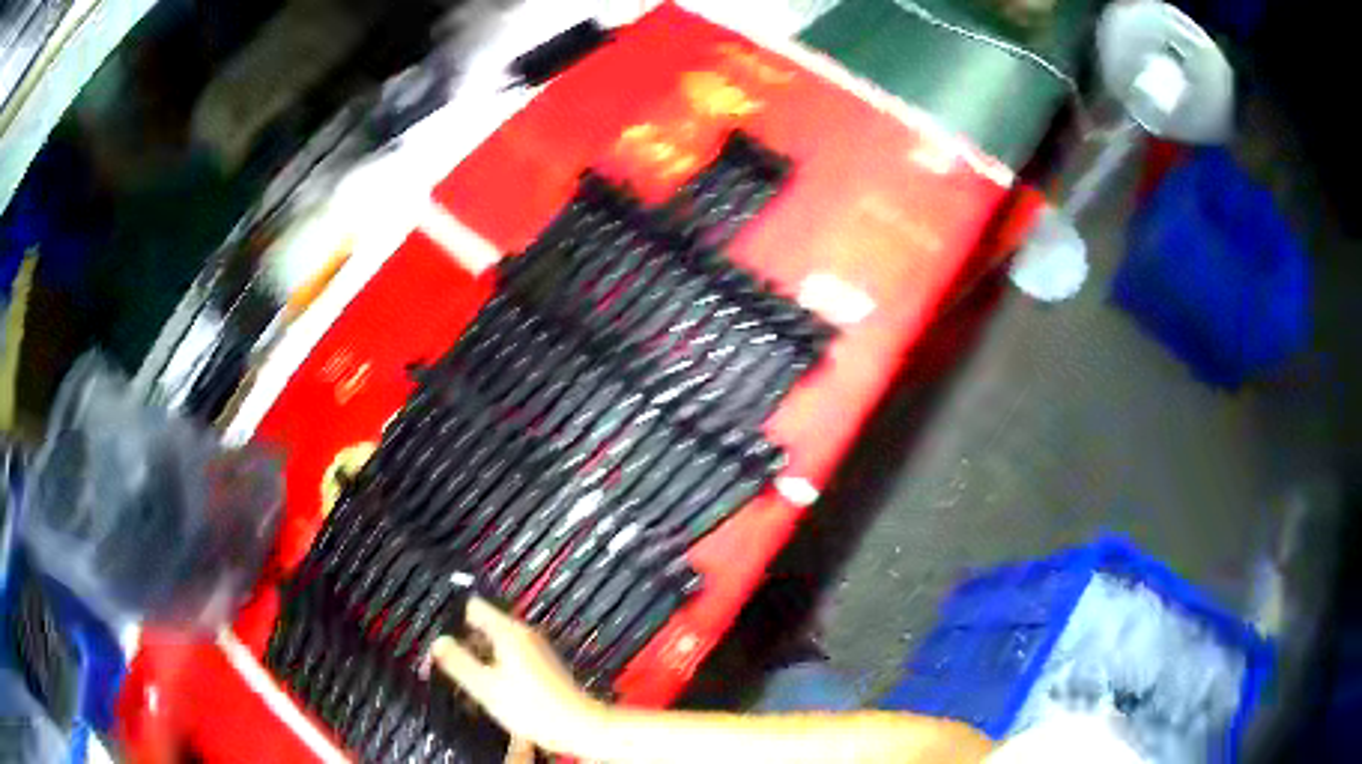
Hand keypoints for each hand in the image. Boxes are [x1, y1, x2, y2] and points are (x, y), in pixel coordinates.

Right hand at [431, 597, 605, 753]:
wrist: (579, 726)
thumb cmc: (531, 707)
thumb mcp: (486, 687)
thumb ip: (459, 662)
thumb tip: (438, 641)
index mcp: (508, 632)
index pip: (475, 607)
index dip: (454, 616)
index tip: (438, 632)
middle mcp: (523, 633)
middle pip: (485, 625)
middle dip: (465, 639)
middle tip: (446, 659)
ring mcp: (535, 648)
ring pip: (497, 642)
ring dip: (480, 654)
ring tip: (464, 674)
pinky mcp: (542, 664)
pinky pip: (509, 655)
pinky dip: (495, 664)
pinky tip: (489, 685)